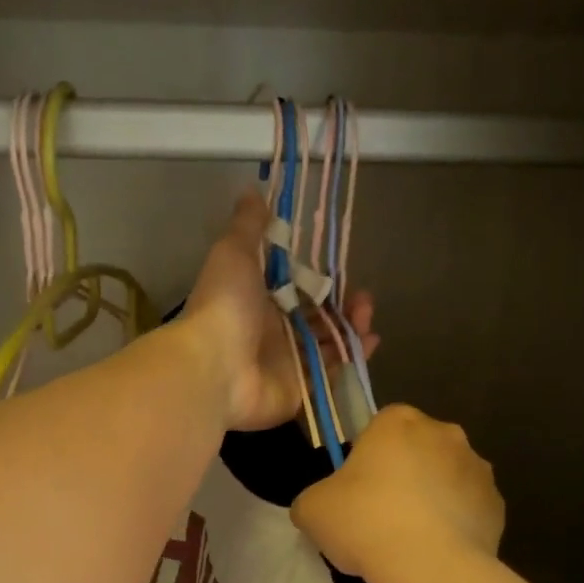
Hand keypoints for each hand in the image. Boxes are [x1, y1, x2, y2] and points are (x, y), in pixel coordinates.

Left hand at [183, 192, 377, 432]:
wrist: (215, 368)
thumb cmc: (225, 306)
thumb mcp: (234, 253)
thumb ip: (249, 226)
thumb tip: (253, 190)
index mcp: (257, 302)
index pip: (295, 291)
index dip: (321, 283)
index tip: (342, 274)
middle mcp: (272, 334)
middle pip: (316, 320)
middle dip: (343, 309)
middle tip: (364, 300)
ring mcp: (285, 365)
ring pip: (327, 346)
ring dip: (351, 331)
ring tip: (367, 319)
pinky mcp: (298, 392)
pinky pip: (330, 376)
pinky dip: (351, 360)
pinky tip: (369, 342)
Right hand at [291, 404, 502, 582]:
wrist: (430, 568)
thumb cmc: (365, 522)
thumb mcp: (312, 509)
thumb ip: (314, 498)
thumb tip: (323, 506)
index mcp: (398, 421)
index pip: (379, 428)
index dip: (366, 459)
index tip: (357, 492)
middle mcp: (444, 432)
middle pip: (417, 449)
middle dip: (404, 474)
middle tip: (382, 516)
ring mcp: (478, 468)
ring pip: (447, 478)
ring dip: (433, 498)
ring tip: (412, 541)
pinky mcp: (498, 505)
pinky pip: (470, 509)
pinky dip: (457, 524)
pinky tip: (438, 552)